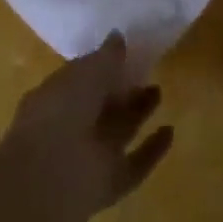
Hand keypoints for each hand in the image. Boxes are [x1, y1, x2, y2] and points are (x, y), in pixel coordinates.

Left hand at [0, 32, 174, 221]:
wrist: (52, 175)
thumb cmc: (62, 110)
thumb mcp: (86, 71)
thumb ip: (106, 56)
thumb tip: (118, 36)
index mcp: (55, 98)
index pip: (81, 80)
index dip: (101, 68)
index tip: (124, 55)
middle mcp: (70, 129)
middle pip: (101, 107)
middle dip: (122, 91)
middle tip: (146, 73)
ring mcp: (89, 158)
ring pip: (117, 132)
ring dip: (138, 113)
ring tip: (159, 92)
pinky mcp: (108, 185)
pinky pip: (134, 164)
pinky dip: (152, 150)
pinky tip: (170, 131)